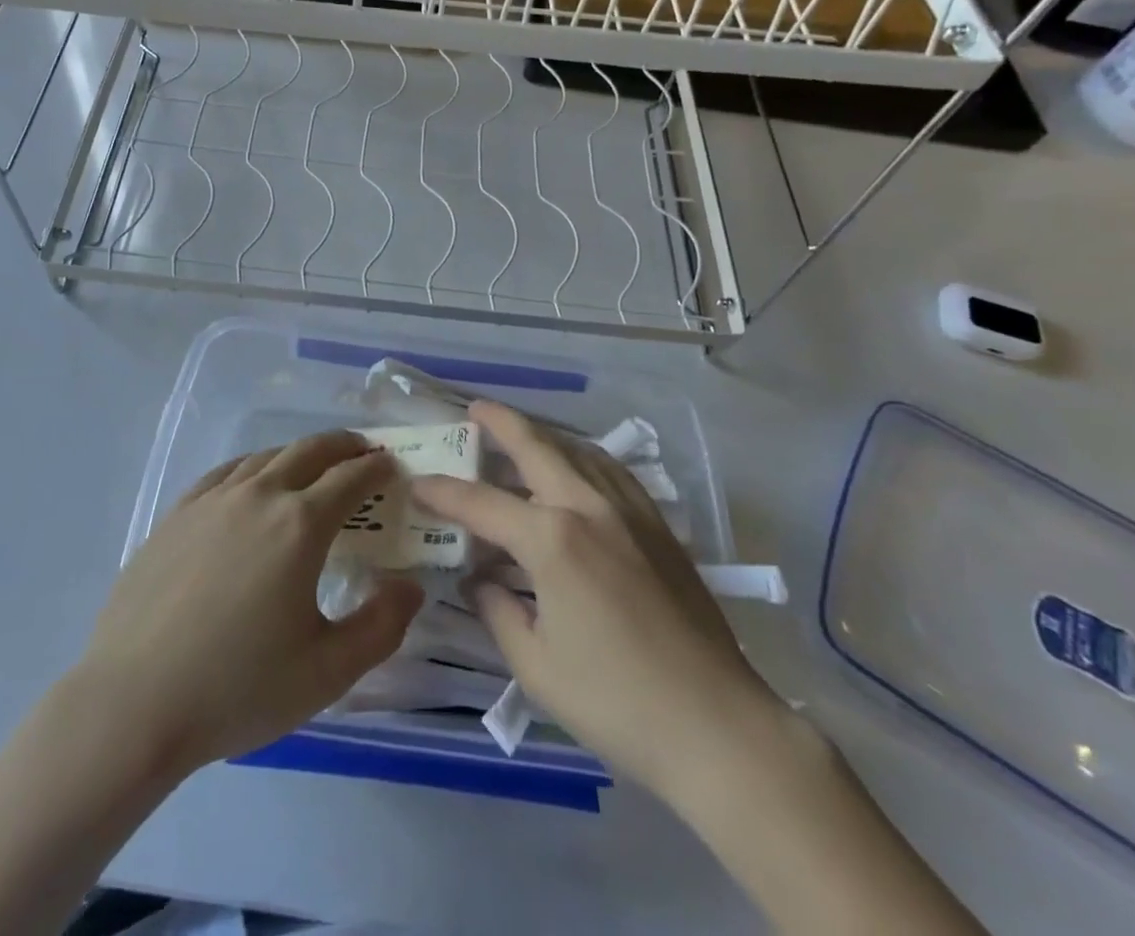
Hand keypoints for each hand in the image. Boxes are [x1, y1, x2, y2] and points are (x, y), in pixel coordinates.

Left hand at [78, 432, 423, 772]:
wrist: (133, 702)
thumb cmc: (238, 688)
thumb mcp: (327, 671)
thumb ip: (381, 626)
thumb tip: (411, 586)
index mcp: (300, 525)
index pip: (350, 479)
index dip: (376, 468)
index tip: (392, 465)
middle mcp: (259, 496)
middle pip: (309, 451)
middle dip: (342, 446)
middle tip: (361, 451)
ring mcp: (212, 500)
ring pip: (266, 457)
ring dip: (298, 453)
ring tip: (313, 465)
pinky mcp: (177, 514)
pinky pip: (225, 473)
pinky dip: (253, 467)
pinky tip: (251, 481)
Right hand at [412, 401, 771, 795]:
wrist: (717, 726)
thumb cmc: (616, 702)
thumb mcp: (536, 665)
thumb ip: (498, 611)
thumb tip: (482, 581)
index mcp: (552, 539)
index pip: (481, 504)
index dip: (443, 493)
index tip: (417, 483)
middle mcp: (589, 507)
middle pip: (537, 447)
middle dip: (501, 422)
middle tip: (474, 409)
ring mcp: (630, 511)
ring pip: (579, 451)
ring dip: (544, 436)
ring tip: (521, 434)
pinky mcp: (659, 527)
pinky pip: (613, 472)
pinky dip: (584, 457)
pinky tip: (579, 468)